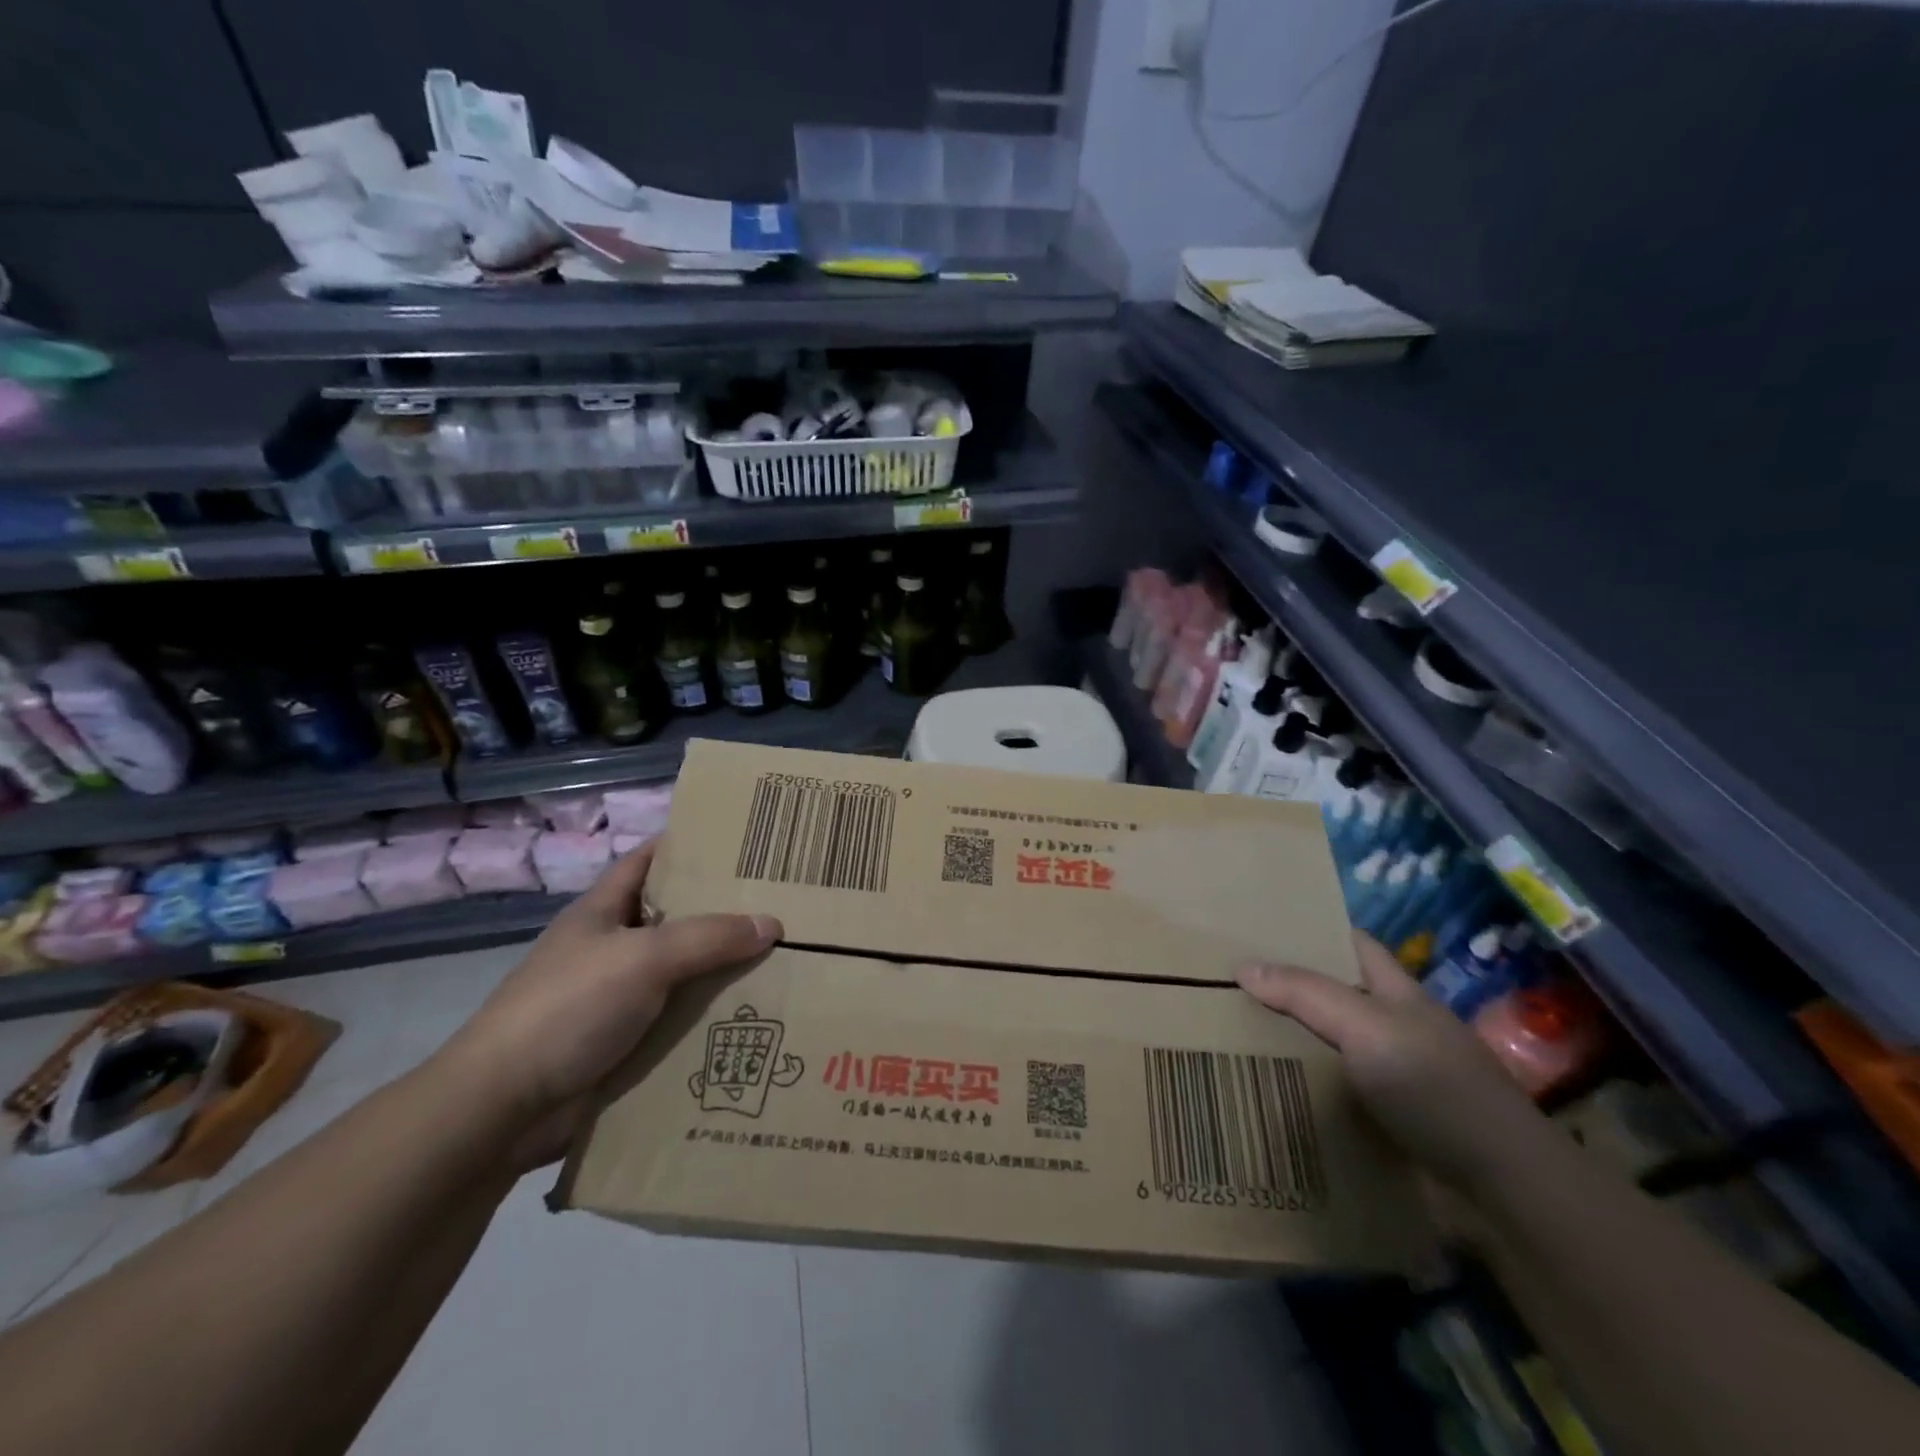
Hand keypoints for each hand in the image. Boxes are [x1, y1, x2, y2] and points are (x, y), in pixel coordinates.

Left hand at [439, 841, 780, 1165]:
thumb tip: (772, 924)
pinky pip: (679, 1022)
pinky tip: (754, 1018)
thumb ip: (709, 938)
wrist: (503, 1109)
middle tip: (782, 903)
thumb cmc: (568, 1008)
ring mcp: (617, 999)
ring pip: (683, 973)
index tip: (742, 842)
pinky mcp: (625, 1044)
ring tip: (785, 960)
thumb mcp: (644, 958)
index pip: (649, 860)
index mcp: (603, 912)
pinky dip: (711, 1020)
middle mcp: (611, 948)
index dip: (689, 845)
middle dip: (724, 911)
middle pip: (676, 918)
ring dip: (724, 972)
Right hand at [1237, 932, 1549, 1191]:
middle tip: (1228, 983)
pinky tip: (1269, 1094)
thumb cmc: (1437, 1087)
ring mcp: (1397, 1079)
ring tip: (1231, 1036)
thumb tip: (1241, 965)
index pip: (1354, 945)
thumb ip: (1306, 994)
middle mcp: (1397, 1030)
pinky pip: (1337, 1097)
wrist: (1503, 1188)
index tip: (1263, 925)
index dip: (1316, 930)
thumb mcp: (1368, 1027)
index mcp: (1398, 995)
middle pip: (1336, 996)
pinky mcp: (1392, 1125)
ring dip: (1292, 1046)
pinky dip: (1306, 1093)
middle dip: (1289, 990)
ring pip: (1333, 1048)